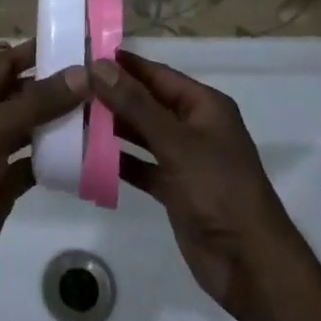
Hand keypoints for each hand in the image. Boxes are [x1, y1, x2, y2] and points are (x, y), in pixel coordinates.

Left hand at [0, 42, 87, 300]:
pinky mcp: (5, 183)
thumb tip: (83, 72)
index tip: (77, 42)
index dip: (38, 49)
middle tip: (101, 82)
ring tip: (101, 114)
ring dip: (61, 122)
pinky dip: (57, 159)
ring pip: (34, 128)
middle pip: (26, 93)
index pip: (10, 60)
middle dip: (58, 87)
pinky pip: (36, 163)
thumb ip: (39, 101)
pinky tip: (85, 156)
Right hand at [88, 51, 303, 316]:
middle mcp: (194, 126)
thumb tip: (98, 66)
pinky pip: (142, 166)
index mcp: (204, 105)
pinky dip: (119, 161)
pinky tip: (88, 158)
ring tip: (72, 117)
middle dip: (113, 96)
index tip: (85, 54)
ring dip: (113, 128)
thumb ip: (135, 104)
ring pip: (142, 134)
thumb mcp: (175, 142)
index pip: (157, 74)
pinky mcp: (175, 189)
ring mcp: (185, 159)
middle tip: (70, 88)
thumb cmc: (218, 190)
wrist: (250, 266)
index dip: (123, 65)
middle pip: (148, 102)